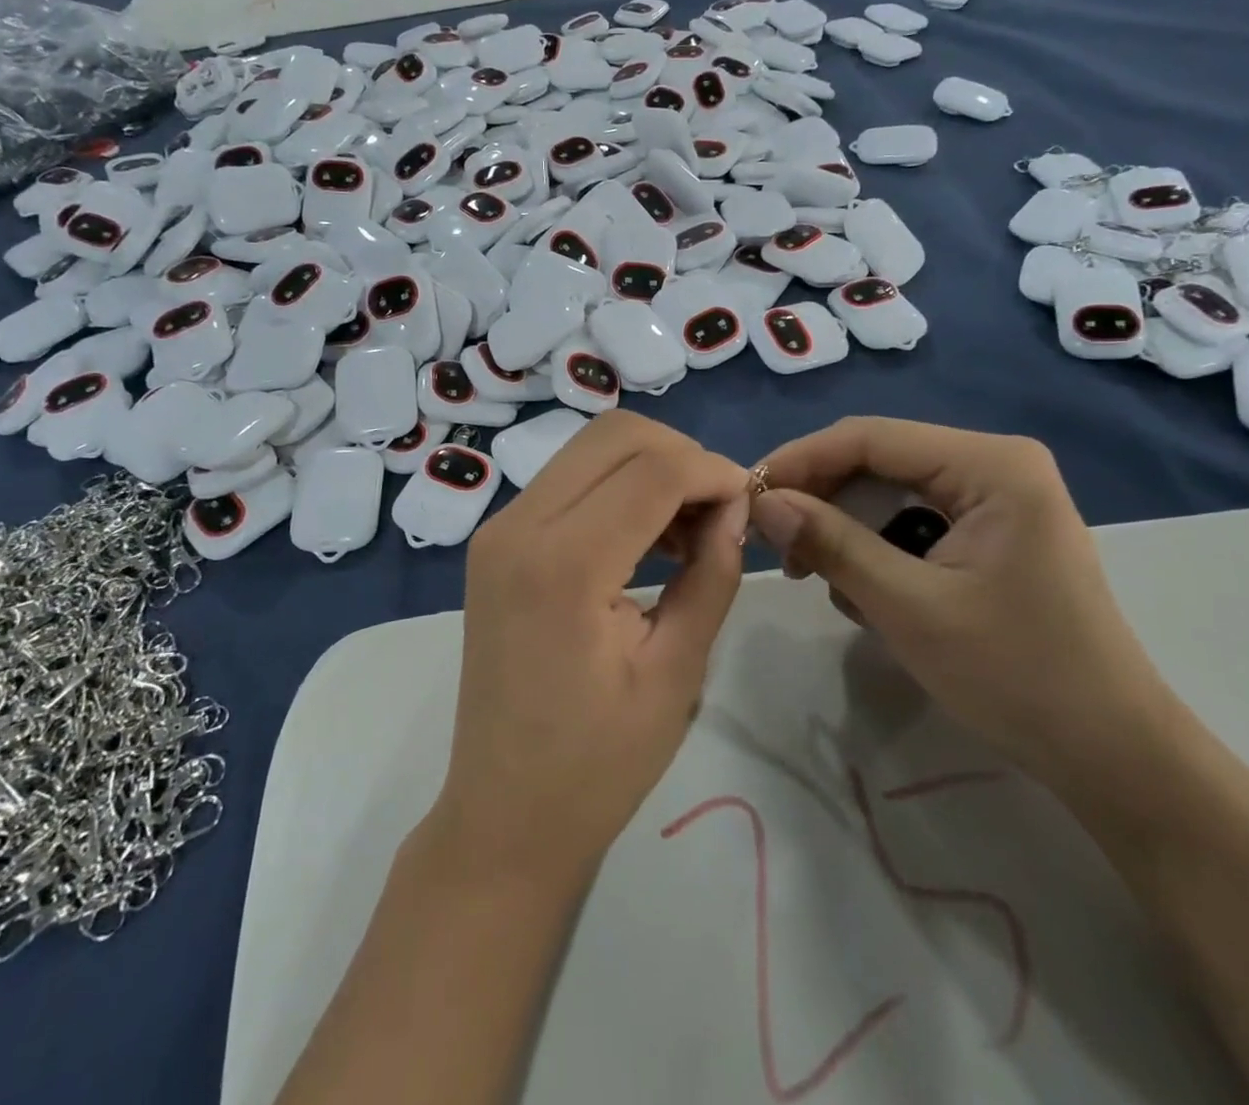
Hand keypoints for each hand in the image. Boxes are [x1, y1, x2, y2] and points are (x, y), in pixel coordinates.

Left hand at [433, 411, 750, 885]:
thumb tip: (735, 506)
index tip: (752, 500)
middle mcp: (518, 525)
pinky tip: (645, 536)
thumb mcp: (676, 670)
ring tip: (687, 529)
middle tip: (720, 510)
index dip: (714, 471)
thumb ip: (711, 572)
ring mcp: (498, 529)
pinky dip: (615, 487)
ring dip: (648, 467)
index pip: (652, 469)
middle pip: (614, 436)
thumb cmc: (598, 764)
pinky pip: (566, 480)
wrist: (504, 814)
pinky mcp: (495, 541)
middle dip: (681, 454)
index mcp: (563, 564)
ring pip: (588, 449)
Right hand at [750, 418, 1174, 789]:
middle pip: (878, 460)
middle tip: (778, 547)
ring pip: (890, 492)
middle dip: (822, 500)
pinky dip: (878, 549)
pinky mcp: (992, 532)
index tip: (747, 496)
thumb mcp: (908, 607)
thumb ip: (831, 544)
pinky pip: (913, 520)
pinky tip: (869, 594)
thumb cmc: (1017, 676)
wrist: (1113, 756)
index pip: (870, 437)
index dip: (800, 460)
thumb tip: (763, 502)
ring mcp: (997, 498)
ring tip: (823, 580)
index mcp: (991, 465)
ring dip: (847, 531)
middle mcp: (995, 465)